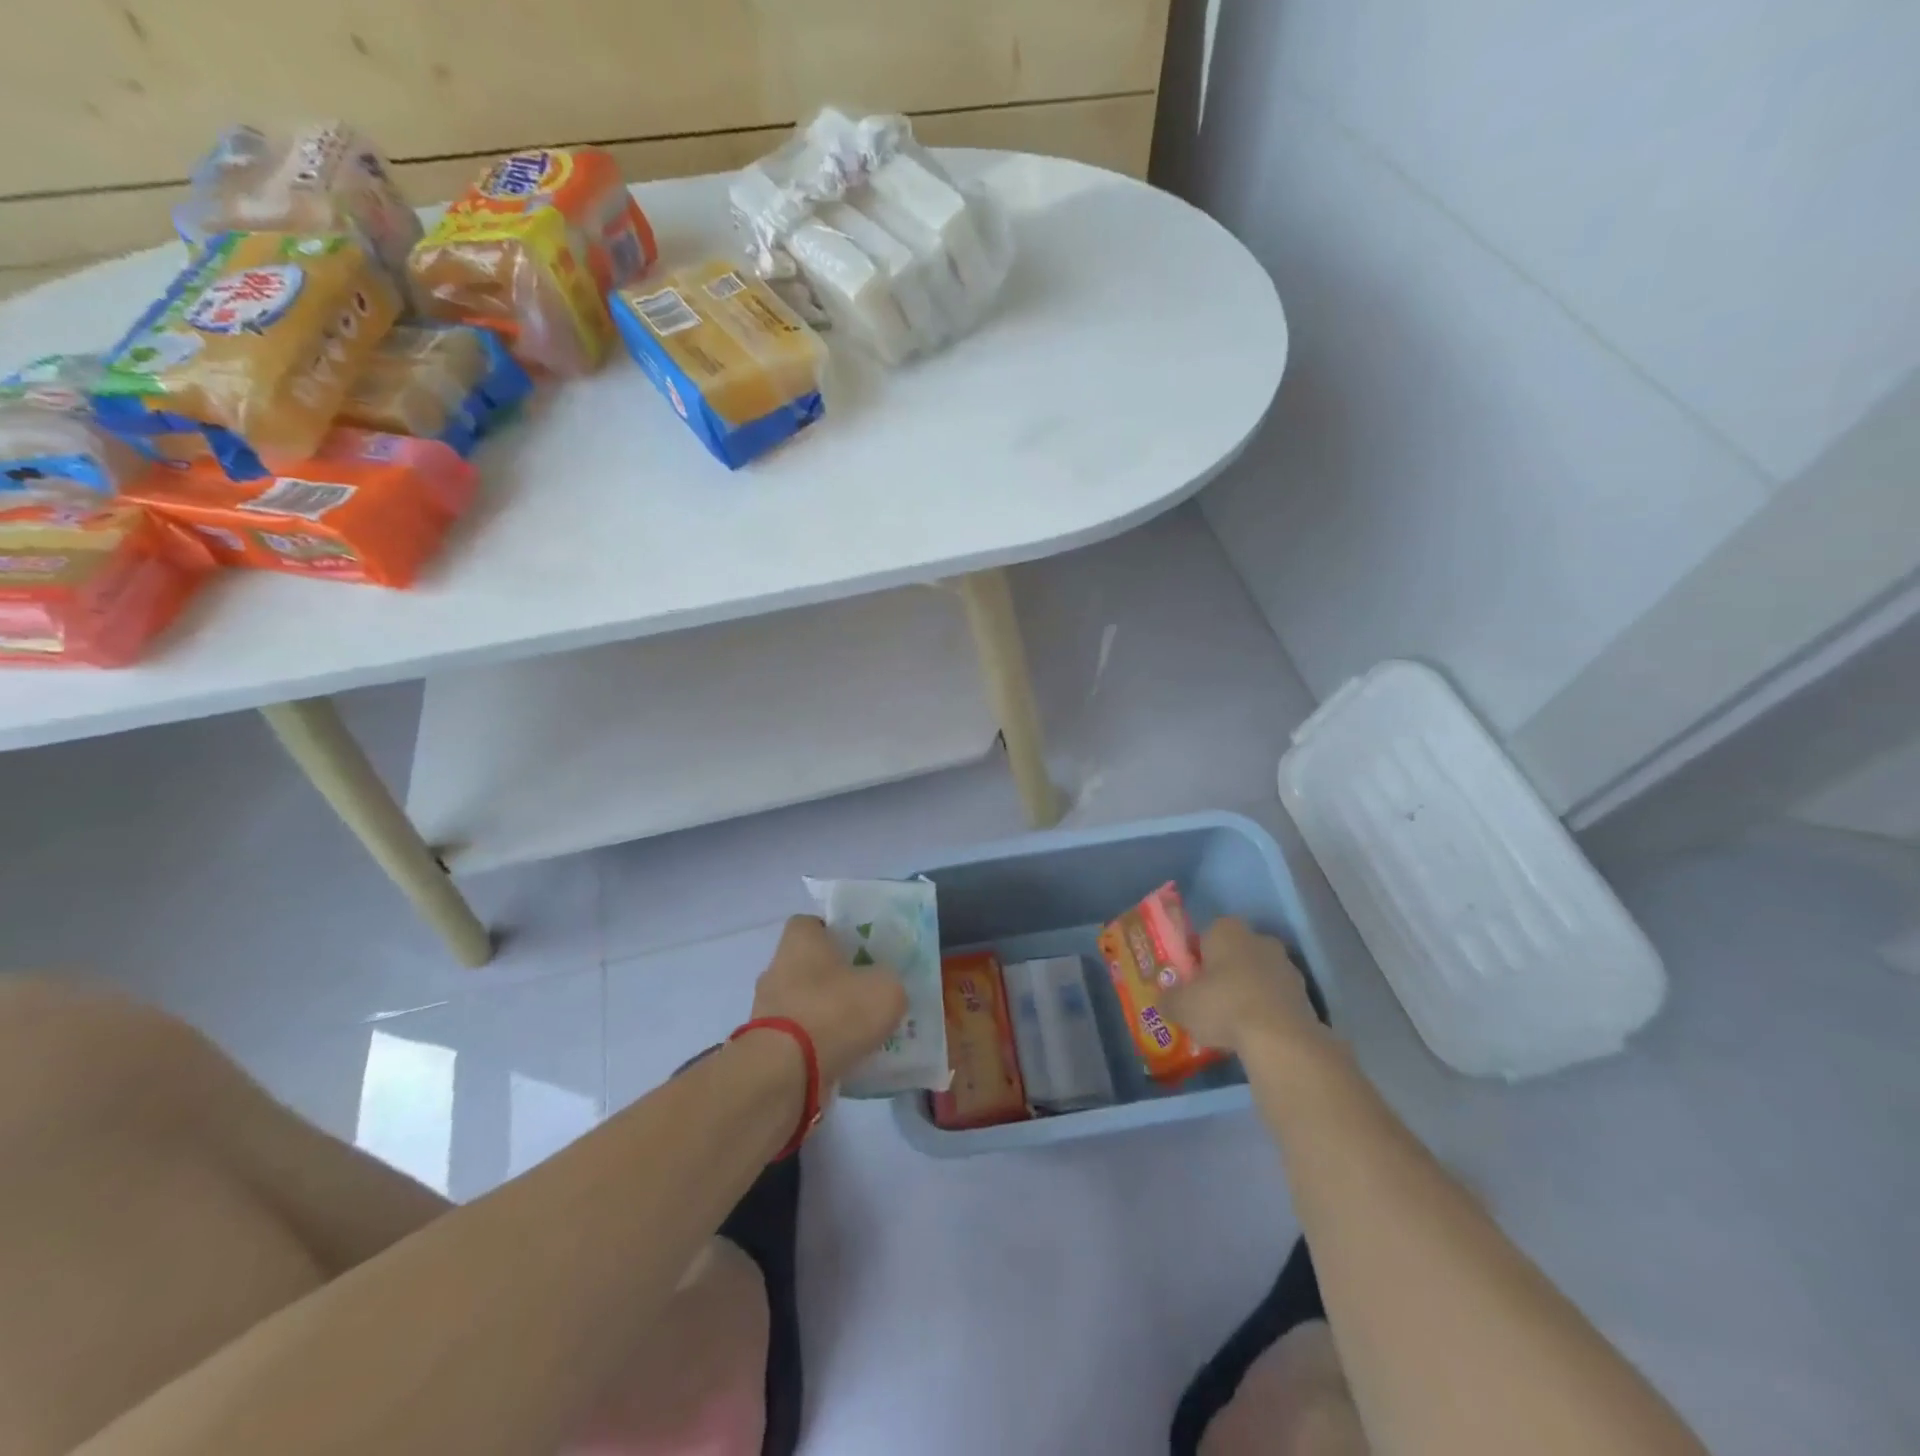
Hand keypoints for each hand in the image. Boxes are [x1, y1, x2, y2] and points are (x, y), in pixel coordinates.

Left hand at [750, 915, 908, 1086]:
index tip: (864, 951)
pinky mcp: (765, 1046)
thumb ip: (889, 982)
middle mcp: (777, 967)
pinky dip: (818, 1045)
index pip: (816, 924)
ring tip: (862, 1033)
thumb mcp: (886, 990)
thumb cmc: (835, 1012)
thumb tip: (885, 989)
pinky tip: (845, 1058)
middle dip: (837, 978)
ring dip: (828, 1015)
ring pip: (805, 1003)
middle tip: (869, 994)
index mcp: (799, 939)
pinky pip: (799, 1038)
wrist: (785, 1073)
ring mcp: (767, 1008)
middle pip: (811, 965)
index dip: (839, 934)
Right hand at [1164, 917, 1327, 1058]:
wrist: (1280, 1038)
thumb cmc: (1223, 1006)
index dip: (1196, 958)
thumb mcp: (1181, 1005)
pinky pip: (1276, 998)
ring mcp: (1286, 966)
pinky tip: (1254, 1034)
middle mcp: (1259, 939)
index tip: (1190, 982)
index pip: (1206, 935)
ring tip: (1232, 1023)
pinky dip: (1266, 1011)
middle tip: (1208, 1001)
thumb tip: (1165, 1001)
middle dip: (1224, 973)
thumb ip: (1169, 999)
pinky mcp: (1305, 994)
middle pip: (1235, 954)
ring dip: (1247, 992)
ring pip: (1258, 976)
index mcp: (1226, 929)